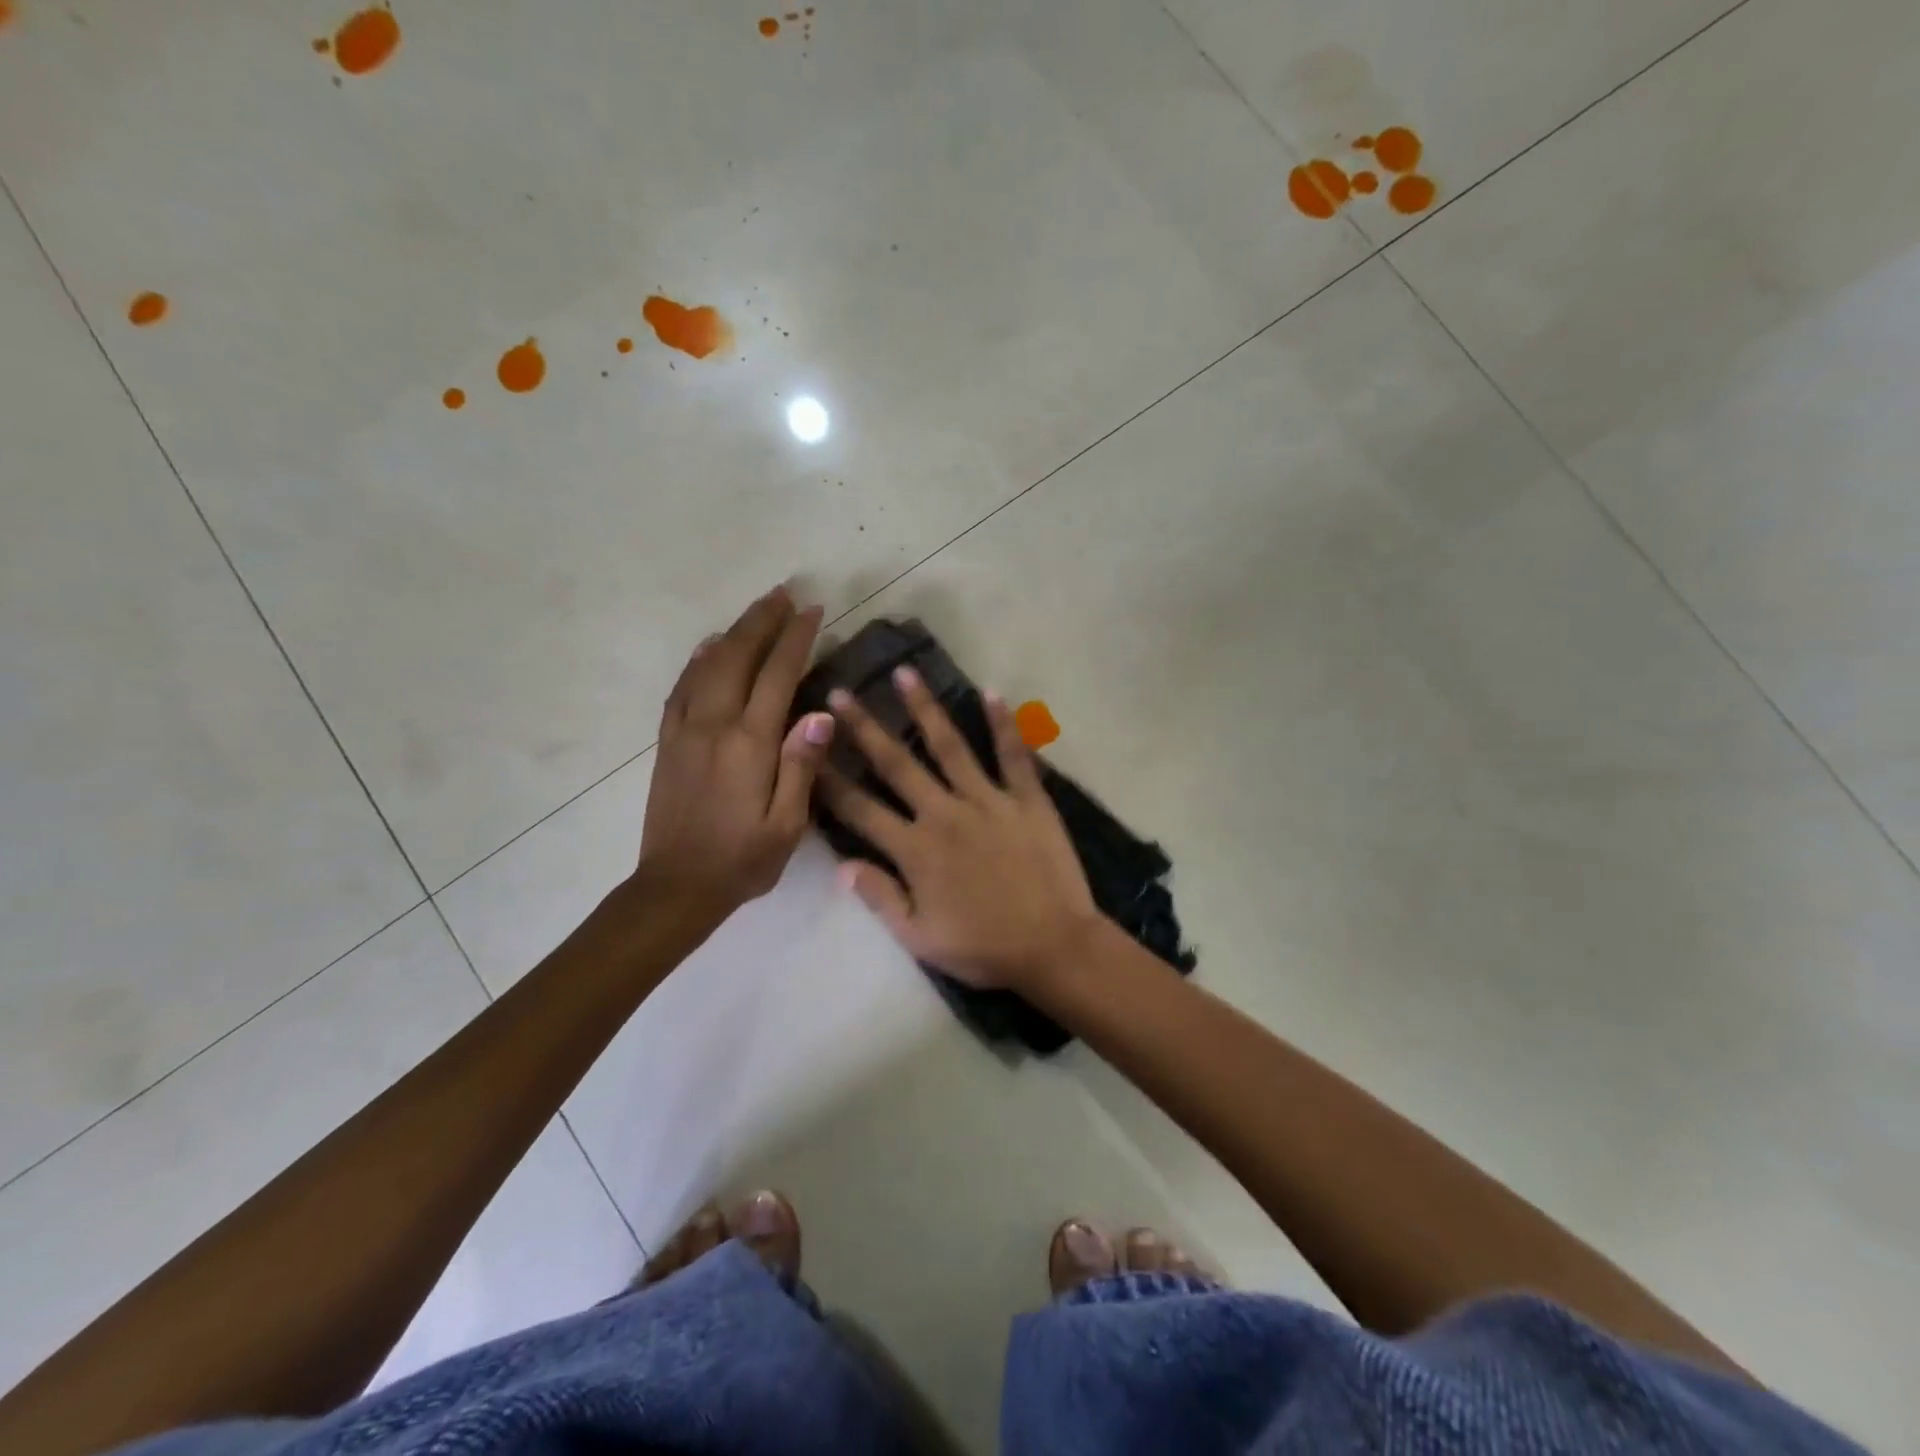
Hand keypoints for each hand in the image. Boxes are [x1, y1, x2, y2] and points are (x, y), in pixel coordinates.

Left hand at [637, 586, 834, 926]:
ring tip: (756, 610)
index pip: (777, 675)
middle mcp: (714, 725)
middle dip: (763, 621)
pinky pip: (682, 688)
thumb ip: (802, 765)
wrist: (676, 887)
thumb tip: (820, 713)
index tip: (813, 610)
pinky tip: (710, 647)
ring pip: (709, 665)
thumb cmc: (743, 860)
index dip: (796, 639)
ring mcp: (685, 731)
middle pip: (738, 656)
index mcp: (750, 743)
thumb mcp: (788, 824)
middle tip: (785, 594)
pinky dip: (698, 660)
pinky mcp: (668, 743)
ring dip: (733, 632)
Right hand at [819, 666, 1100, 990]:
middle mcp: (945, 814)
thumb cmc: (983, 948)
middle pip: (897, 764)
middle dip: (865, 728)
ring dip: (925, 708)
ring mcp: (988, 801)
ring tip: (904, 673)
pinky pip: (1014, 755)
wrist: (1054, 947)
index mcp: (915, 849)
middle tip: (840, 692)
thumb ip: (880, 898)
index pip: (860, 809)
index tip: (807, 748)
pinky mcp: (1027, 799)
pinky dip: (1004, 724)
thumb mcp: (920, 938)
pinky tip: (992, 692)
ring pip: (950, 746)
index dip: (829, 779)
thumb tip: (841, 865)